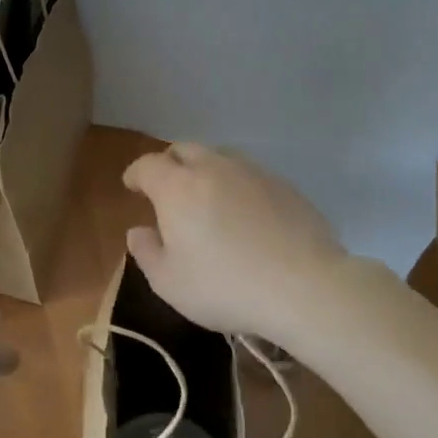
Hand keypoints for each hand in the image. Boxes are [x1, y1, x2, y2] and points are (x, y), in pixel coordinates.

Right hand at [122, 142, 347, 339]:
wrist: (305, 287)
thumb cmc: (225, 287)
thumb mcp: (169, 282)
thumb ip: (146, 252)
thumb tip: (138, 231)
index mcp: (177, 187)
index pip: (147, 165)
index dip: (136, 173)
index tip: (132, 186)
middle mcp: (212, 168)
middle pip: (183, 149)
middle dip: (169, 164)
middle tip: (167, 189)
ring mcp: (252, 173)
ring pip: (219, 157)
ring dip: (204, 170)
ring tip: (206, 198)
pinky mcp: (284, 185)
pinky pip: (249, 175)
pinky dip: (236, 185)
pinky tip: (243, 213)